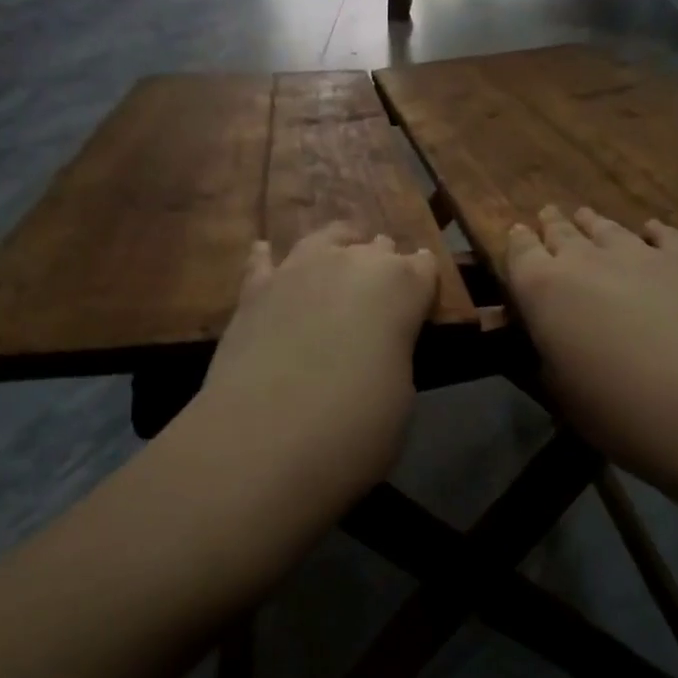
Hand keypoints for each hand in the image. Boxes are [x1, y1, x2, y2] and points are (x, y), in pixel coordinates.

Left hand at [200, 224, 438, 490]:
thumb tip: (377, 346)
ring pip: (324, 238)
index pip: (423, 266)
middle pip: (376, 246)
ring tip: (338, 256)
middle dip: (382, 262)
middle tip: (380, 289)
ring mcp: (298, 269)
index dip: (424, 280)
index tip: (422, 293)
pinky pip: (263, 261)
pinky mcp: (253, 290)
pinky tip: (266, 255)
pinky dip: (269, 259)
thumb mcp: (401, 393)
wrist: (266, 439)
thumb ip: (393, 353)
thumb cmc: (356, 425)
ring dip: (337, 247)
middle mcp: (351, 261)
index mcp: (401, 285)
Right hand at [506, 206, 677, 481]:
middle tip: (548, 215)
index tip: (517, 234)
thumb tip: (546, 339)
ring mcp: (639, 254)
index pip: (520, 252)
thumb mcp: (561, 393)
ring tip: (586, 216)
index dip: (517, 242)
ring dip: (593, 223)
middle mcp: (585, 260)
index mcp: (543, 290)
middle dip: (552, 225)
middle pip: (562, 232)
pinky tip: (651, 229)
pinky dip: (652, 231)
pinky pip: (663, 235)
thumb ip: (546, 355)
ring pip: (607, 228)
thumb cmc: (620, 410)